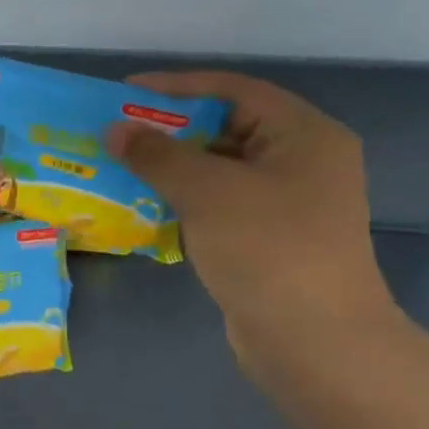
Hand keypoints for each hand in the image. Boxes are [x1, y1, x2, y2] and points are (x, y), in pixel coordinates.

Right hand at [106, 72, 394, 347]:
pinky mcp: (268, 239)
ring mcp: (286, 203)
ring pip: (219, 170)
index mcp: (303, 134)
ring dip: (172, 168)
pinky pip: (220, 204)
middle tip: (116, 134)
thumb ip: (158, 156)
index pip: (234, 90)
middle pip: (226, 129)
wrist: (314, 341)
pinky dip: (184, 200)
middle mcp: (301, 161)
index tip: (125, 94)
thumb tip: (114, 130)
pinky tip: (146, 206)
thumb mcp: (208, 192)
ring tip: (121, 167)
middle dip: (169, 130)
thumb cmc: (268, 249)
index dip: (177, 87)